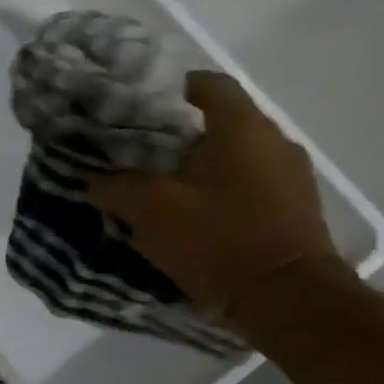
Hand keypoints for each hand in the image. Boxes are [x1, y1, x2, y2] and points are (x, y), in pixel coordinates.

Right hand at [87, 72, 343, 314]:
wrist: (285, 298)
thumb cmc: (217, 239)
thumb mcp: (147, 209)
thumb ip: (115, 186)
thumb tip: (95, 179)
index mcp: (242, 130)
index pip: (208, 85)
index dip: (170, 87)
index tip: (134, 104)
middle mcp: (272, 142)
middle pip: (217, 121)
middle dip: (172, 132)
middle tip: (130, 149)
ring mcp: (288, 175)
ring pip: (228, 154)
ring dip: (191, 163)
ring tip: (151, 183)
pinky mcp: (289, 205)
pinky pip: (242, 181)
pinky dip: (210, 187)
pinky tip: (182, 210)